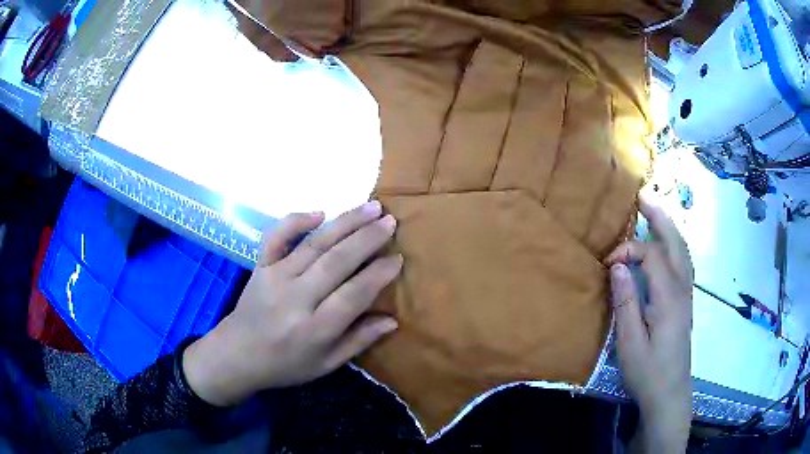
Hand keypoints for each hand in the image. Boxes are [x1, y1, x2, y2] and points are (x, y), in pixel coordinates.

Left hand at [183, 201, 401, 406]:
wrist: (237, 355)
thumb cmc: (285, 365)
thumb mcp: (325, 365)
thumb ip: (358, 341)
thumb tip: (393, 320)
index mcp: (315, 330)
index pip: (353, 295)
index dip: (378, 274)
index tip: (397, 258)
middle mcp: (295, 299)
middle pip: (336, 262)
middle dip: (367, 239)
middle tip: (391, 222)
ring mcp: (274, 277)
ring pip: (314, 244)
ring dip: (345, 223)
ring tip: (372, 207)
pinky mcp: (260, 266)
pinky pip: (276, 237)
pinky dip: (295, 221)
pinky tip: (319, 212)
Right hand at [605, 195, 693, 452]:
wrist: (670, 393)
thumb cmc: (648, 371)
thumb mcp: (630, 343)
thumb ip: (626, 302)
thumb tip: (618, 266)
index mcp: (668, 297)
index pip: (651, 256)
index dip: (629, 250)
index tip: (608, 262)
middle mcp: (682, 289)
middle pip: (675, 243)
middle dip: (659, 217)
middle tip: (643, 196)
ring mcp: (687, 295)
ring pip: (683, 251)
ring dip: (669, 227)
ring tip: (654, 212)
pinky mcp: (686, 303)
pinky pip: (684, 262)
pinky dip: (675, 244)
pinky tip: (668, 245)